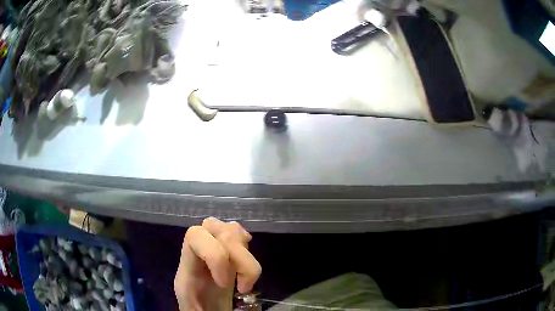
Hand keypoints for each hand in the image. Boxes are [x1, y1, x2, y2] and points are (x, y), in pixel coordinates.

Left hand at [174, 217, 261, 310]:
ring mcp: (213, 252)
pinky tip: (246, 260)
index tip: (225, 283)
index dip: (215, 255)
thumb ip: (200, 309)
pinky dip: (245, 243)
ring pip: (228, 228)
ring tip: (246, 278)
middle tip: (244, 287)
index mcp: (187, 270)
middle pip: (215, 229)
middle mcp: (197, 255)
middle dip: (237, 256)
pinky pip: (236, 233)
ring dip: (244, 252)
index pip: (193, 237)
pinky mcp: (227, 255)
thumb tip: (223, 297)